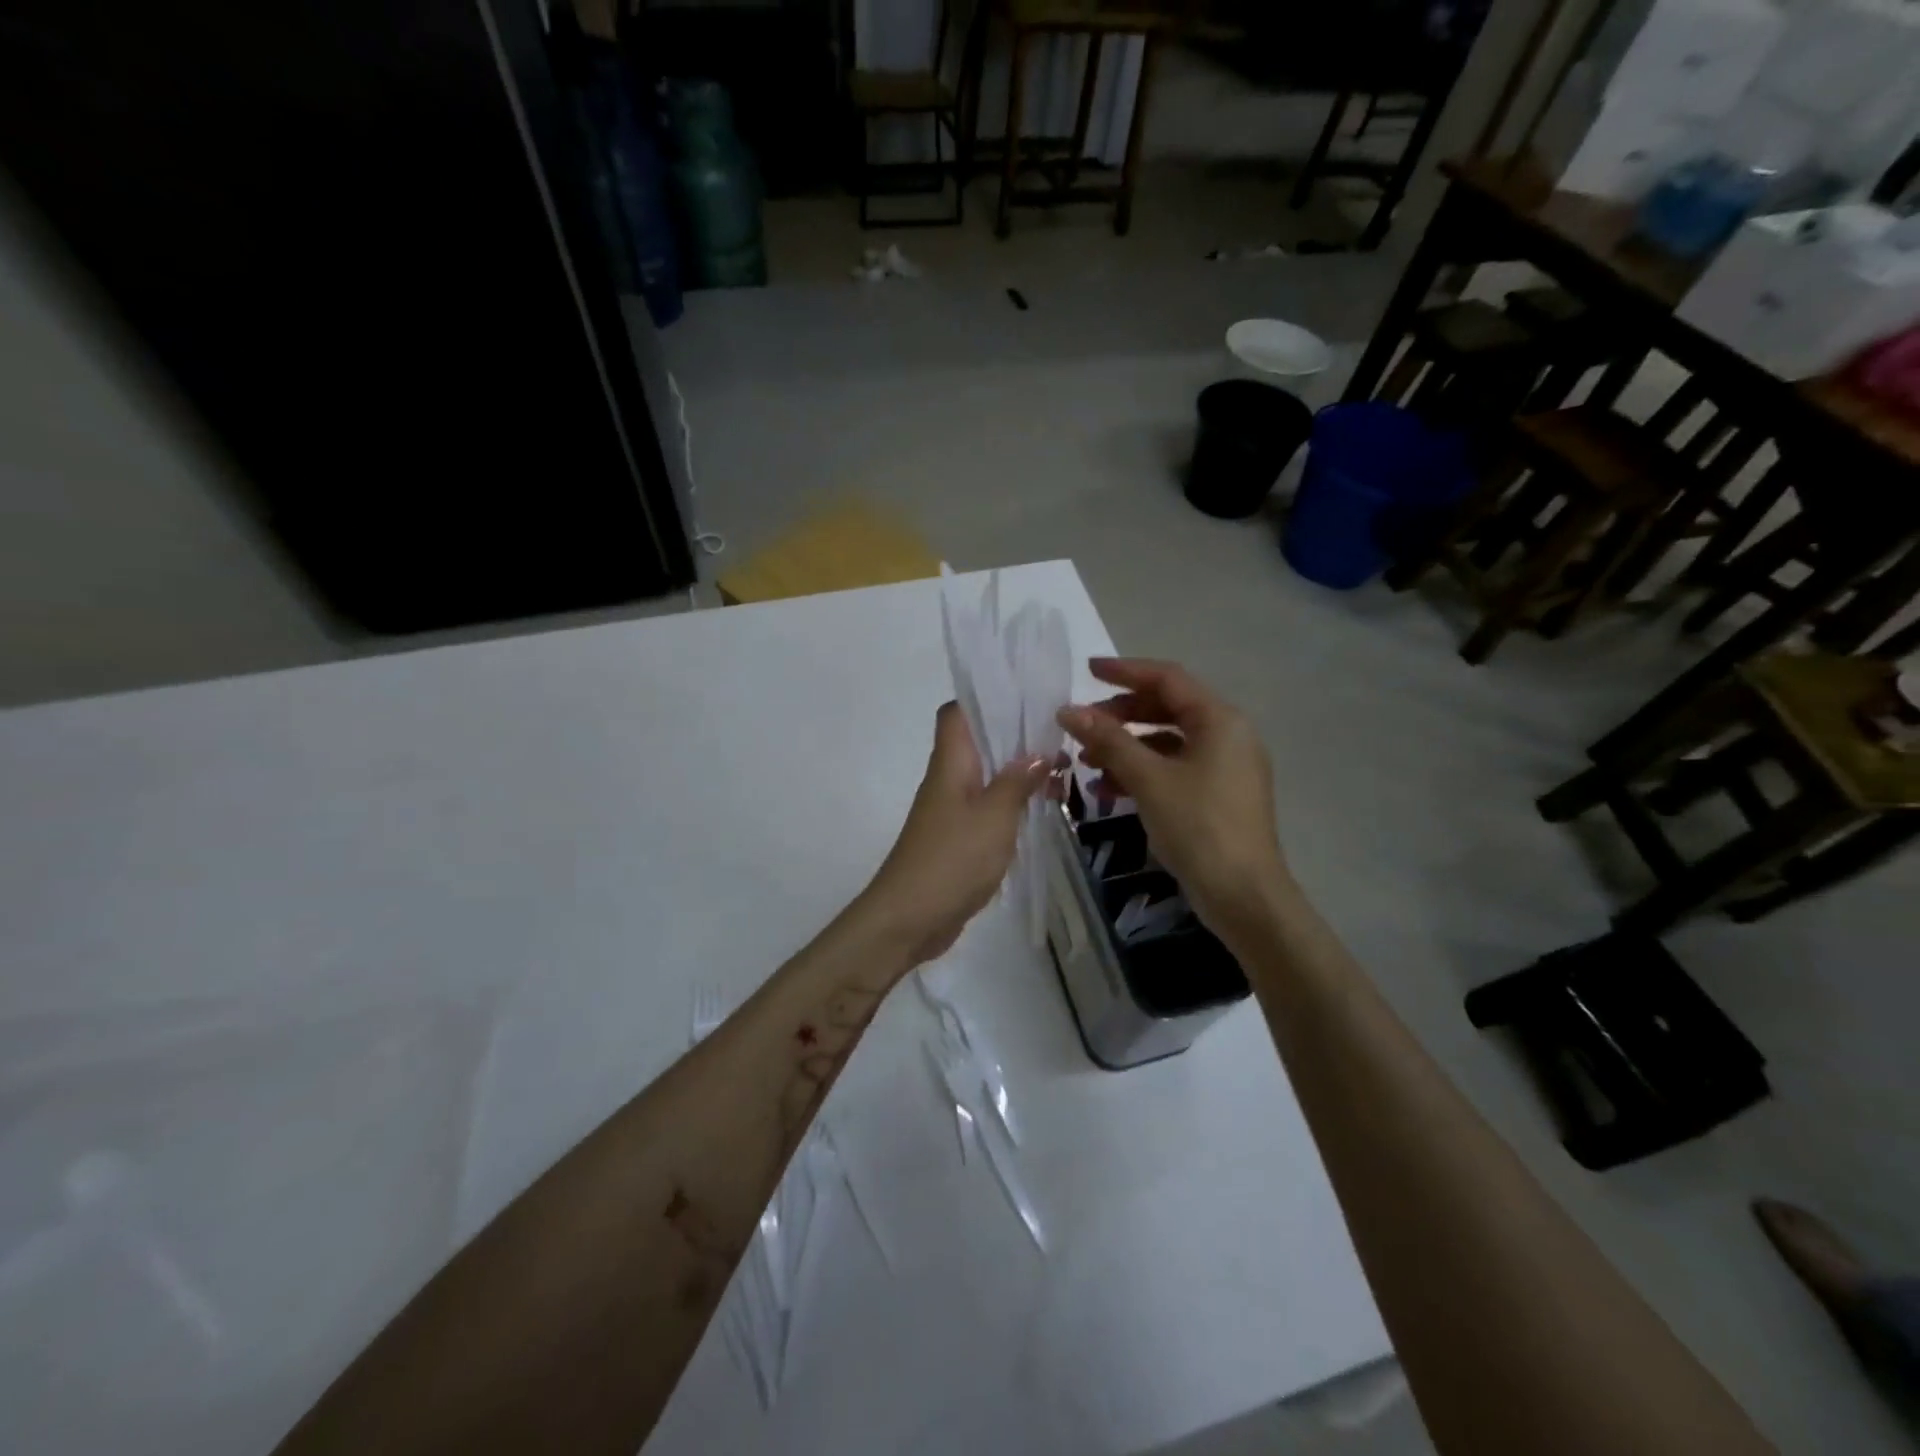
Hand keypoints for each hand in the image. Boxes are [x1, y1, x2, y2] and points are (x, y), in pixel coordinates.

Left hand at [858, 703, 1051, 966]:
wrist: (909, 918)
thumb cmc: (952, 858)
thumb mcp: (995, 816)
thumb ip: (1017, 781)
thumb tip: (1038, 753)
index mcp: (951, 763)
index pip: (957, 713)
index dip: (986, 699)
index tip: (1026, 699)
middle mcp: (948, 779)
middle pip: (979, 743)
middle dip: (1017, 737)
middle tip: (1060, 740)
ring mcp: (951, 810)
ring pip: (987, 777)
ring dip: (1019, 773)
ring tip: (1061, 775)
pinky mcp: (958, 838)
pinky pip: (987, 808)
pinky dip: (1012, 804)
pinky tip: (1040, 811)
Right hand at [1057, 658, 1290, 940]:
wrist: (1243, 896)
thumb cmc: (1199, 827)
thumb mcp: (1149, 779)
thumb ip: (1108, 740)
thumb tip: (1068, 711)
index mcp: (1220, 720)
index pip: (1168, 679)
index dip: (1125, 671)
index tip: (1086, 672)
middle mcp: (1227, 735)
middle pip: (1166, 709)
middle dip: (1120, 715)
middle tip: (1082, 725)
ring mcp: (1224, 767)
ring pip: (1166, 742)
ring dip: (1125, 747)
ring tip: (1086, 762)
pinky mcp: (1216, 795)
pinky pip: (1173, 769)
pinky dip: (1141, 772)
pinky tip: (1107, 791)